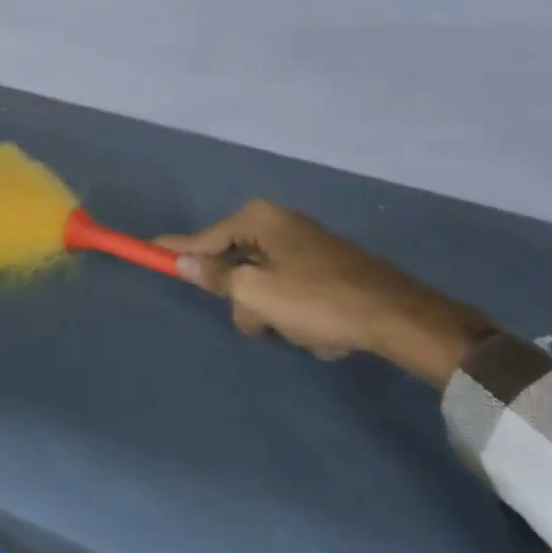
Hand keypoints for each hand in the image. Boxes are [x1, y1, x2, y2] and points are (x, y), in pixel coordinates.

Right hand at [156, 200, 494, 387]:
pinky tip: (325, 331)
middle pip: (238, 263)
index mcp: (260, 220)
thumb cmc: (318, 301)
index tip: (149, 249)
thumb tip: (184, 262)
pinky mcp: (332, 266)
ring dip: (276, 312)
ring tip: (304, 332)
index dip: (177, 249)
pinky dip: (302, 312)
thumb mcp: (257, 293)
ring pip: (267, 283)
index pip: (204, 237)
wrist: (402, 319)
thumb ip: (216, 277)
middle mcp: (282, 223)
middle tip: (262, 321)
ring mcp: (309, 244)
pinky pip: (296, 291)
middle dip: (247, 299)